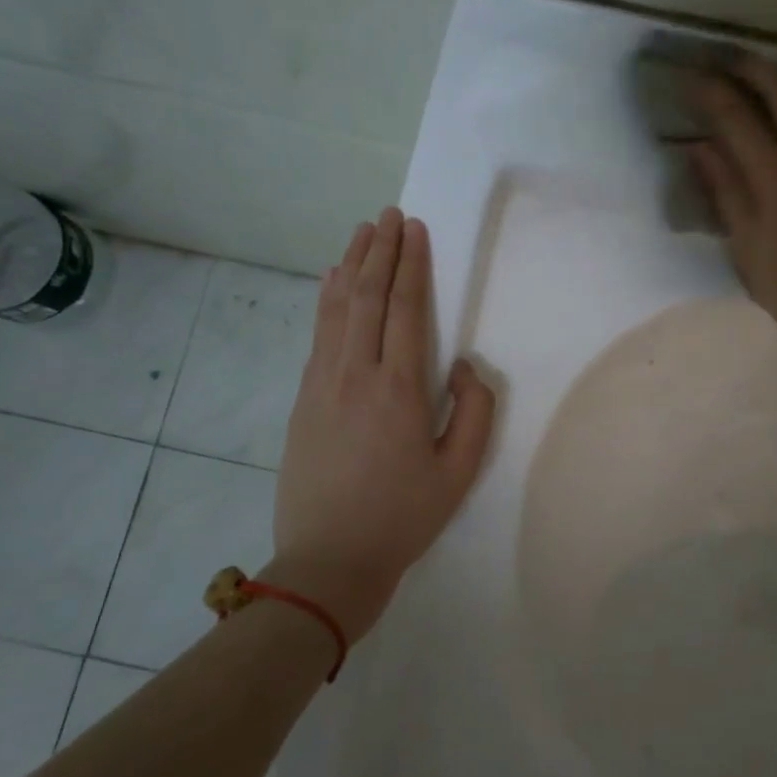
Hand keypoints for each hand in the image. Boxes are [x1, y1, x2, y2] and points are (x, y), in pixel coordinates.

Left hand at [269, 208, 495, 642]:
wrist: (329, 560)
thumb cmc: (403, 517)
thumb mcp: (459, 471)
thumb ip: (473, 411)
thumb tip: (464, 366)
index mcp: (399, 389)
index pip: (406, 309)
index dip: (411, 265)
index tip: (414, 229)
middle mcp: (356, 374)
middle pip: (368, 297)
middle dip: (380, 251)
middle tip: (388, 215)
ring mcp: (322, 384)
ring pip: (336, 309)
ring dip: (351, 266)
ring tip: (361, 233)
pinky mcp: (303, 398)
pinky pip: (318, 334)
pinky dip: (327, 299)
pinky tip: (331, 281)